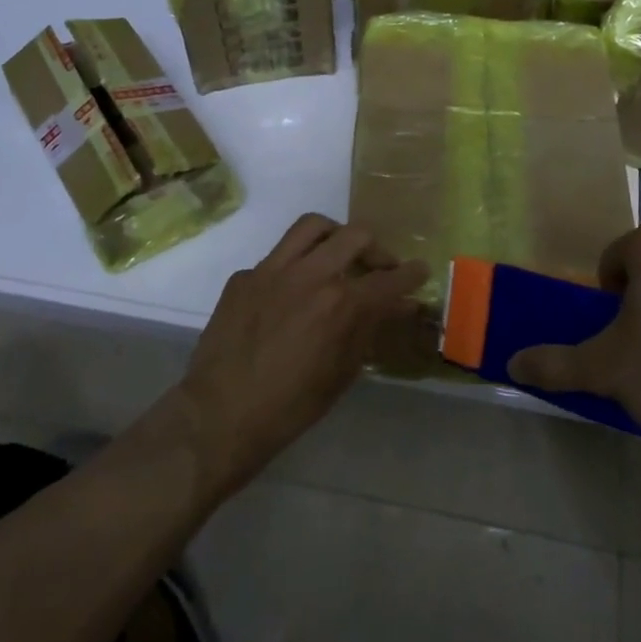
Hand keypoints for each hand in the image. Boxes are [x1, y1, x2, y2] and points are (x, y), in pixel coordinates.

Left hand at [178, 213, 427, 496]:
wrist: (220, 415)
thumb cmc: (291, 406)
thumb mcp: (343, 372)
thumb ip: (370, 329)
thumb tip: (398, 306)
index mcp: (340, 303)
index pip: (389, 279)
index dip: (411, 274)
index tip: (420, 270)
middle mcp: (310, 274)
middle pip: (356, 236)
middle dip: (377, 249)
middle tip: (379, 268)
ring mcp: (272, 269)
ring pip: (313, 226)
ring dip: (335, 235)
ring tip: (339, 254)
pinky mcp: (244, 276)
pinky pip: (277, 255)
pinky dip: (295, 264)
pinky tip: (292, 290)